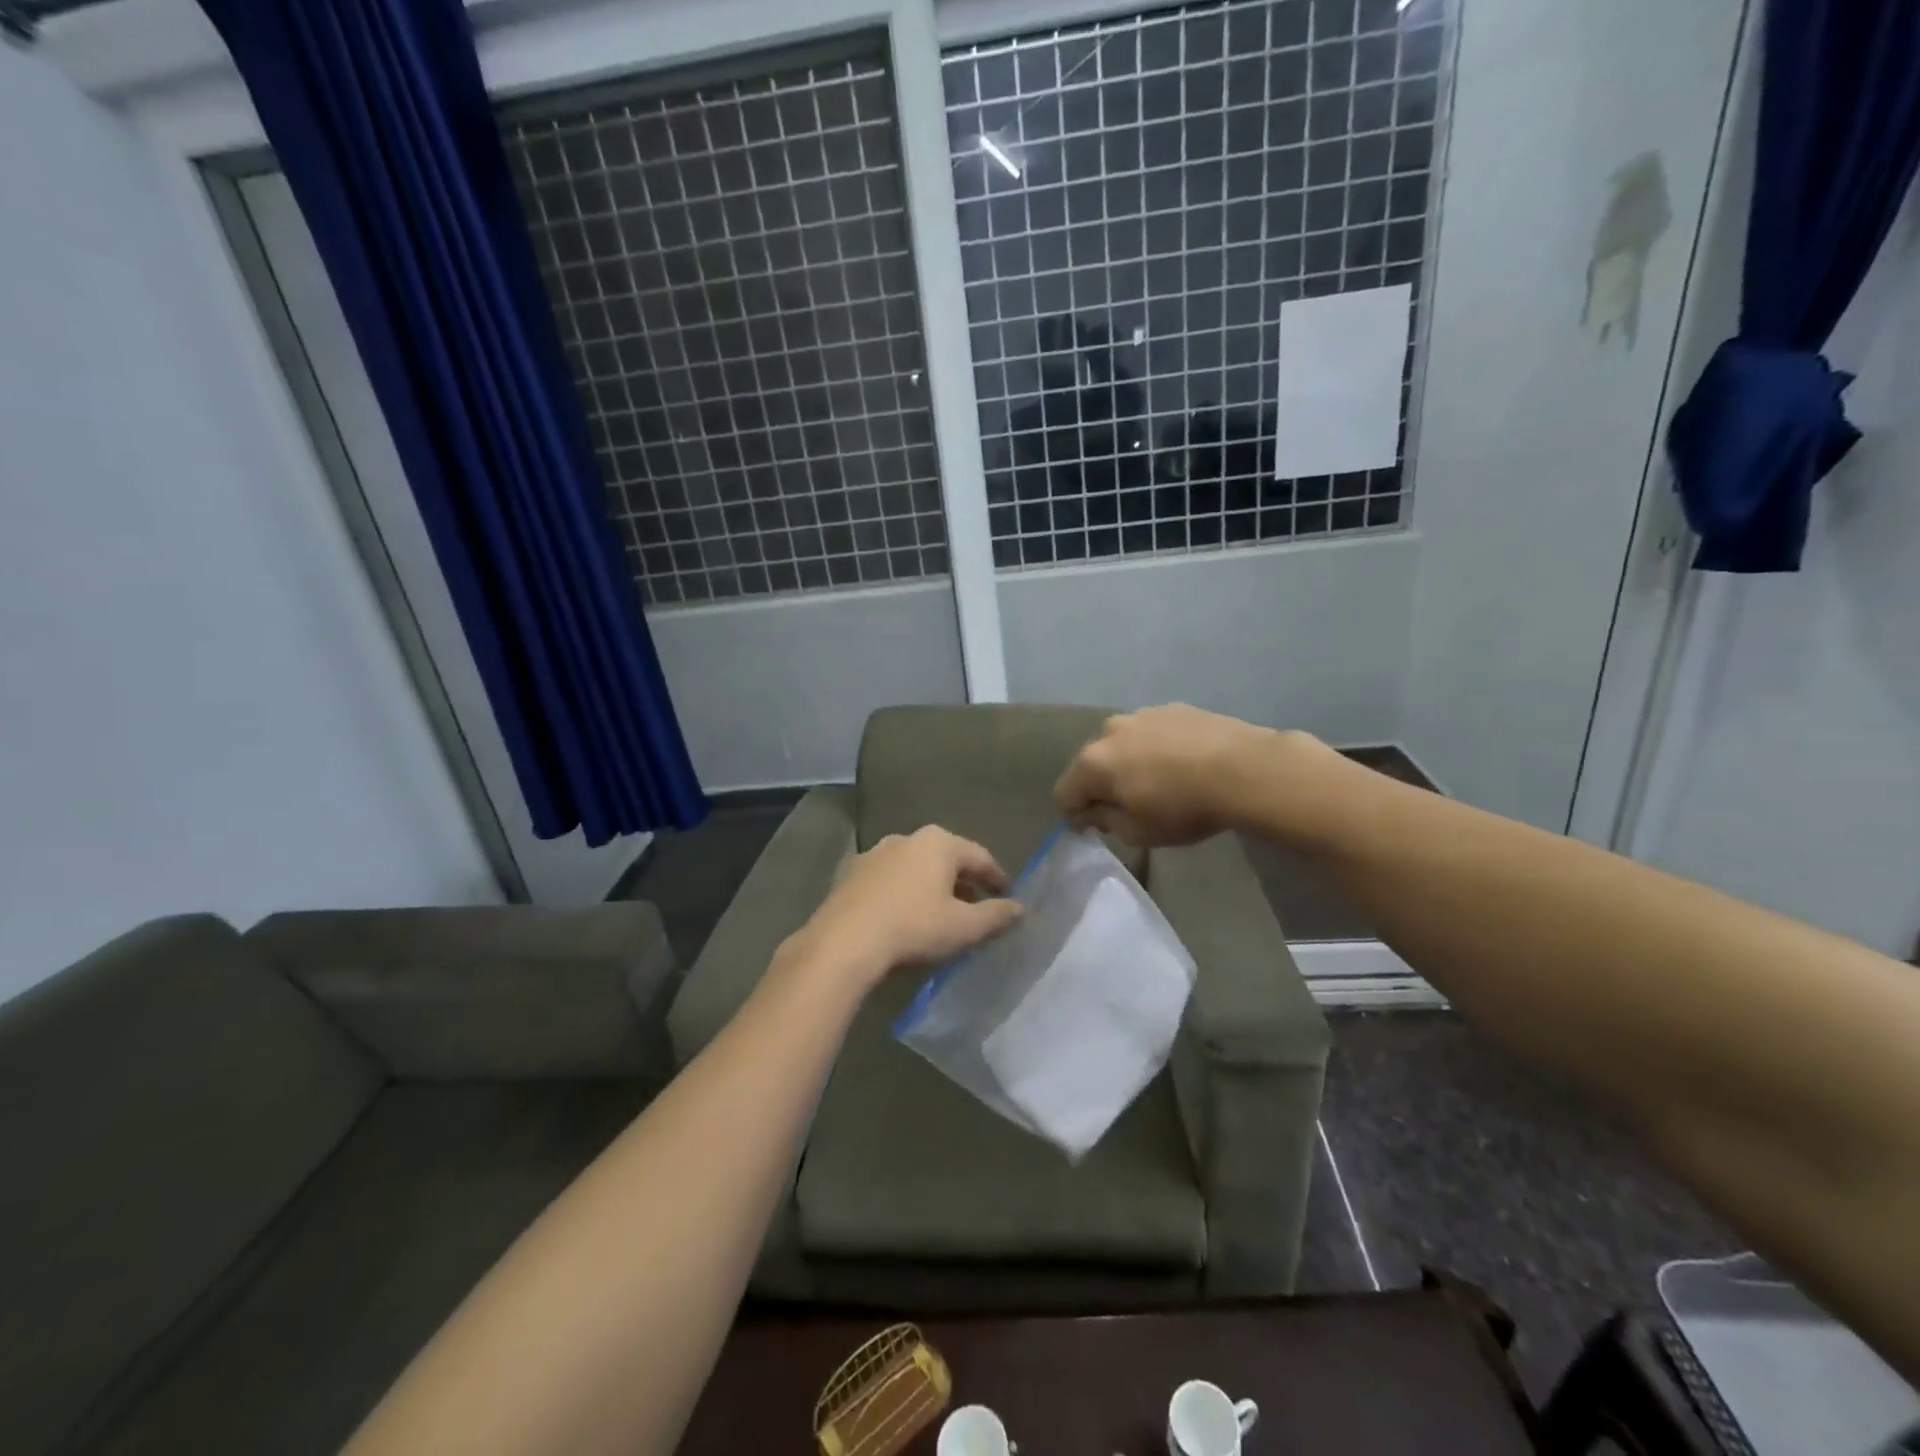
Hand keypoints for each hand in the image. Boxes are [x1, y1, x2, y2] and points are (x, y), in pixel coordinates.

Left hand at [790, 826, 1022, 990]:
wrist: (843, 943)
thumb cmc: (913, 928)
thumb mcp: (964, 928)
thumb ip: (997, 915)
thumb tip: (1022, 908)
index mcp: (939, 843)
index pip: (980, 857)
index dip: (997, 877)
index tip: (1008, 895)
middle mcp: (907, 838)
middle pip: (946, 859)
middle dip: (963, 882)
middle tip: (976, 907)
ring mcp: (874, 853)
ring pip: (915, 868)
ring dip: (931, 887)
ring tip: (939, 913)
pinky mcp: (850, 873)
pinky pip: (888, 880)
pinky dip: (902, 893)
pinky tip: (902, 916)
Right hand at [1054, 704, 1281, 846]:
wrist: (1245, 769)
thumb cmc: (1184, 808)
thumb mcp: (1138, 832)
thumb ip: (1105, 821)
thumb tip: (1091, 812)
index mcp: (1093, 763)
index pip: (1064, 793)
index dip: (1074, 815)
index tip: (1095, 829)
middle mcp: (1109, 731)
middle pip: (1092, 764)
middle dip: (1102, 786)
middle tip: (1128, 807)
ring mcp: (1141, 714)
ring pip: (1122, 744)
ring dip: (1129, 763)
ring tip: (1159, 782)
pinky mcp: (1172, 708)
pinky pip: (1151, 732)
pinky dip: (1156, 748)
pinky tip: (1182, 764)